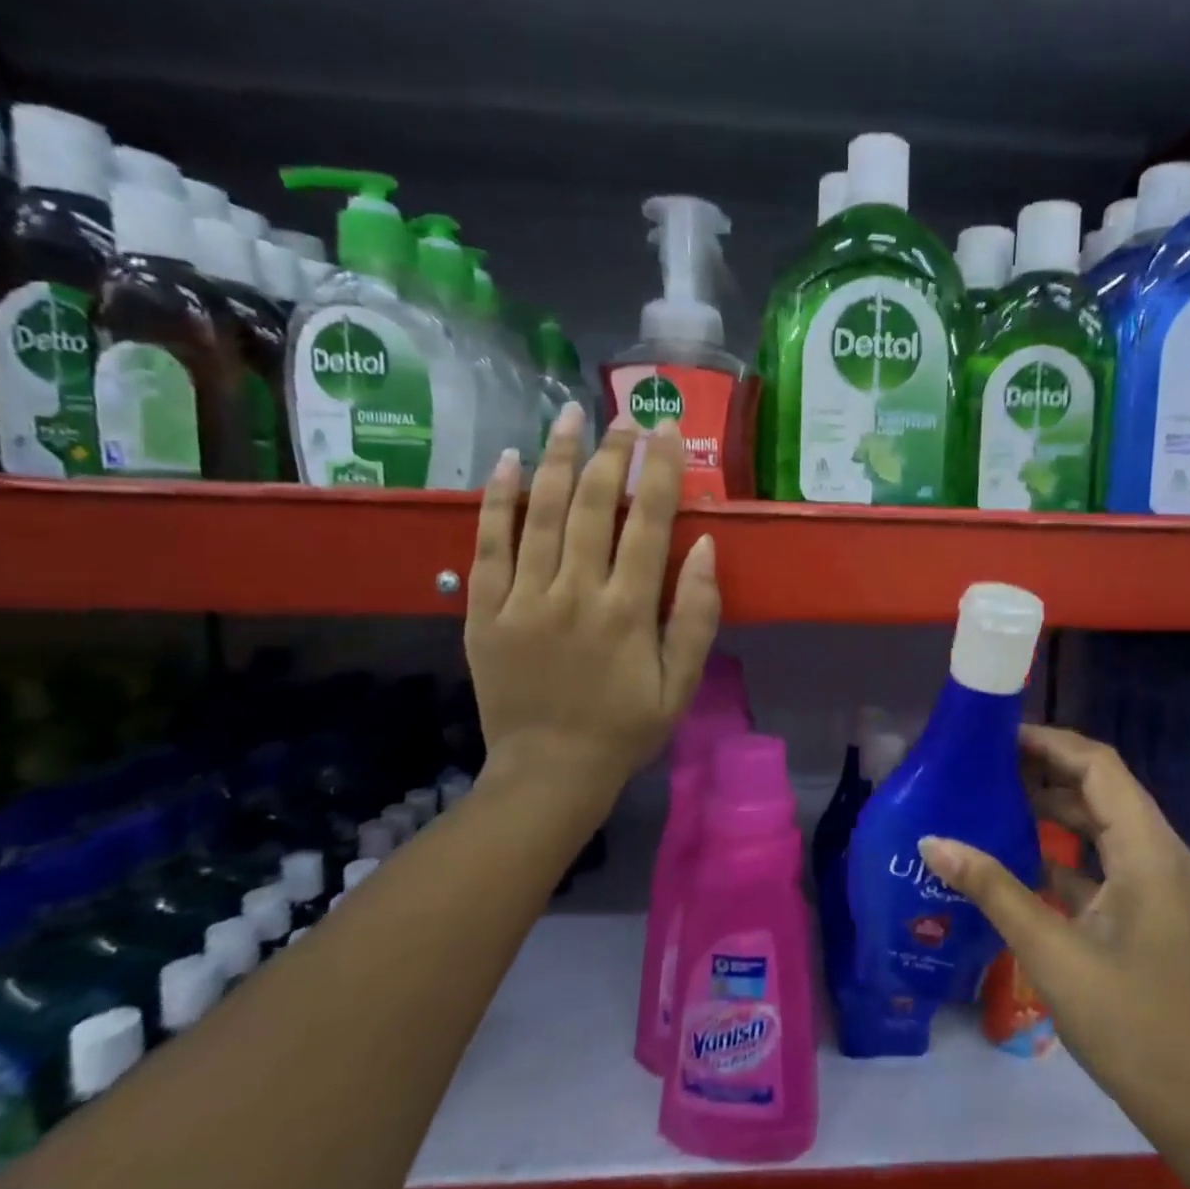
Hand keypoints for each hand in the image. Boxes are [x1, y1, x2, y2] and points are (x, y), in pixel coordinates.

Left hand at [463, 407, 721, 814]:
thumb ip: (697, 616)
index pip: (648, 523)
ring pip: (540, 513)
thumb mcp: (681, 684)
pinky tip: (508, 462)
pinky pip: (487, 546)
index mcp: (628, 611)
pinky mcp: (484, 612)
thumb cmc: (625, 729)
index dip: (659, 470)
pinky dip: (498, 501)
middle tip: (622, 416)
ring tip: (569, 416)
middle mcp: (575, 593)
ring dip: (556, 458)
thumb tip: (705, 547)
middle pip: (592, 505)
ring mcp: (523, 600)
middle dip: (610, 453)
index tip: (666, 429)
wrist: (549, 772)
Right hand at [921, 726, 1189, 1127]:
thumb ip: (991, 888)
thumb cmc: (1124, 1020)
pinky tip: (1018, 850)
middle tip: (986, 763)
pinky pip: (1103, 854)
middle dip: (1046, 768)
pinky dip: (1064, 844)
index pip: (1100, 767)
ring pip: (1101, 820)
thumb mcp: (1049, 950)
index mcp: (1148, 851)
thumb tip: (933, 841)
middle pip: (1102, 786)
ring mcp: (1156, 880)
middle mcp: (1160, 852)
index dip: (1050, 744)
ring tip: (995, 795)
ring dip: (1053, 804)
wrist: (1188, 1098)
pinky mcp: (1146, 904)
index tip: (998, 737)